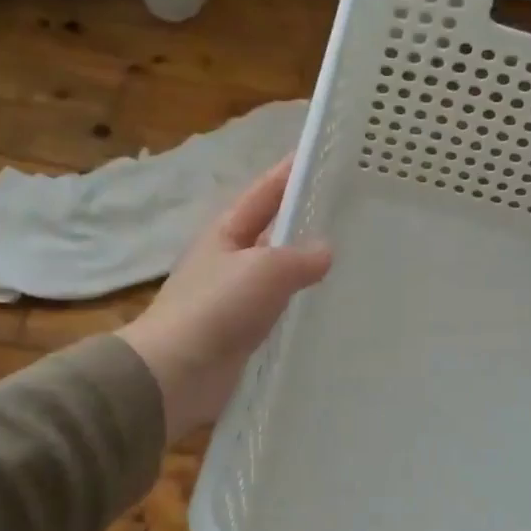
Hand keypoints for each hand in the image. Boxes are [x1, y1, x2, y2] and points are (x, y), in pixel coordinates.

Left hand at [120, 158, 332, 436]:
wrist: (177, 373)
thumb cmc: (217, 308)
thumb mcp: (264, 270)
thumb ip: (300, 257)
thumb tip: (326, 251)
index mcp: (228, 231)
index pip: (266, 192)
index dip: (292, 172)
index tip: (325, 157)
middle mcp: (232, 258)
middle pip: (276, 230)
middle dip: (308, 220)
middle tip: (354, 212)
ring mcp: (238, 296)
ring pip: (282, 272)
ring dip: (309, 265)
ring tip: (354, 258)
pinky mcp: (246, 331)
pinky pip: (282, 308)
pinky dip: (304, 303)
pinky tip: (330, 306)